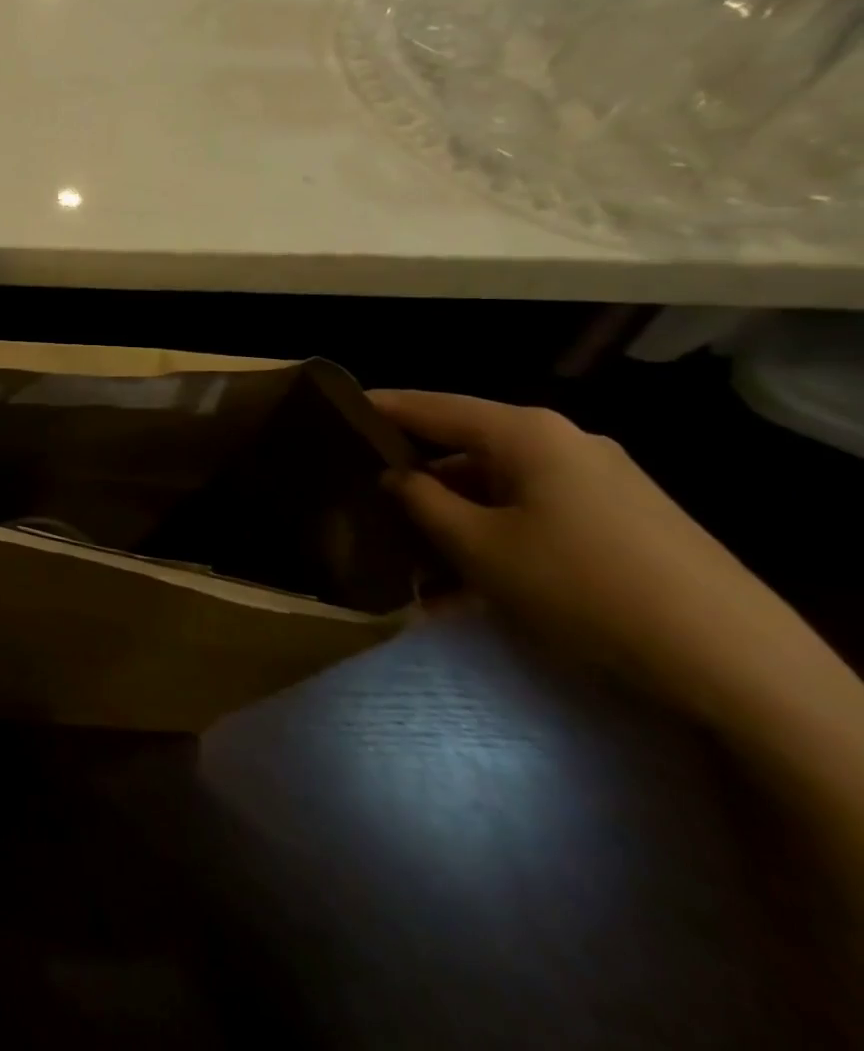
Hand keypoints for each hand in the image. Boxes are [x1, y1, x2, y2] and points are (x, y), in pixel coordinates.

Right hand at [367, 389, 787, 706]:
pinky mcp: (622, 518)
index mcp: (524, 433)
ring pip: (499, 485)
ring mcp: (600, 480)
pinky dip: (496, 535)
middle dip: (415, 475)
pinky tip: (470, 582)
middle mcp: (563, 442)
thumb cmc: (581, 585)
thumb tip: (396, 476)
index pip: (430, 406)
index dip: (378, 408)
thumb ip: (421, 501)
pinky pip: (536, 512)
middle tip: (363, 495)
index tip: (331, 411)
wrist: (735, 660)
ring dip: (454, 516)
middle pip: (466, 445)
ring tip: (411, 554)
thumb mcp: (477, 546)